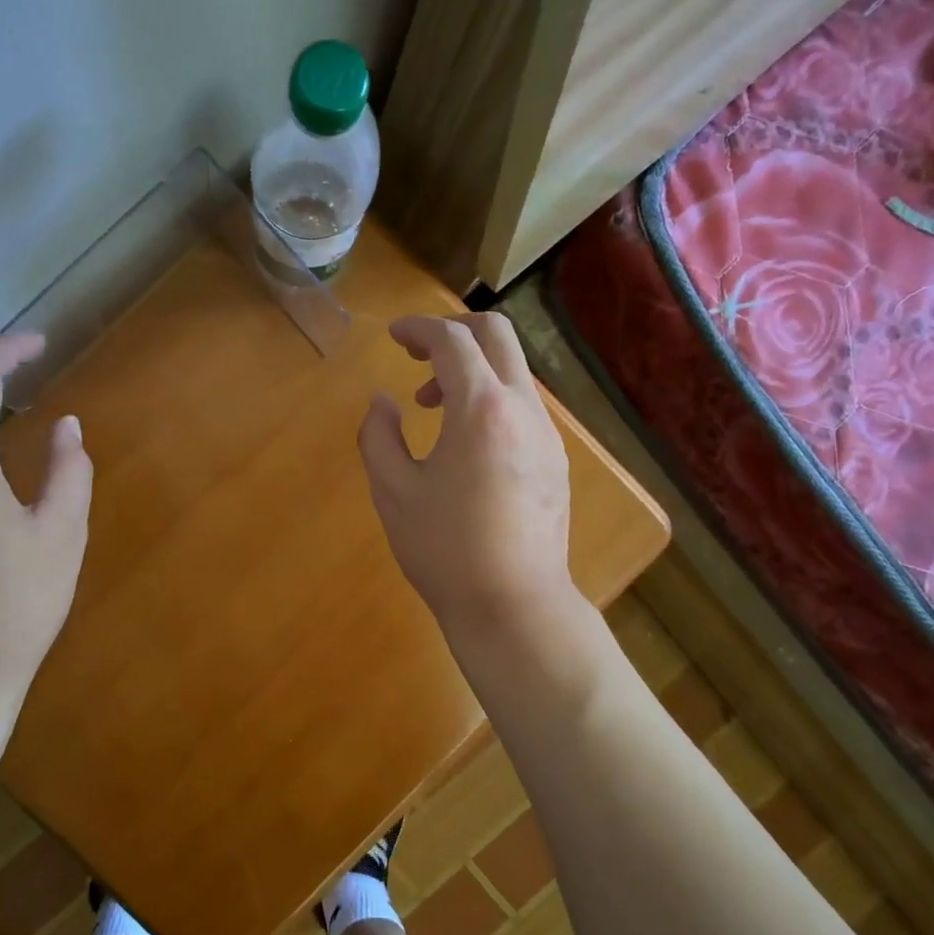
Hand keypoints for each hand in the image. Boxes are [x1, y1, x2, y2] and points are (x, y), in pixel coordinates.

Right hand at [358, 313, 575, 635]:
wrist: (513, 605)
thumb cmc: (445, 551)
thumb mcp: (393, 492)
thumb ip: (378, 436)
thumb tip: (383, 402)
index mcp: (481, 409)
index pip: (452, 341)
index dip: (419, 329)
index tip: (393, 336)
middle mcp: (523, 409)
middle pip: (496, 336)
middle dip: (453, 332)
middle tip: (416, 355)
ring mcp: (546, 434)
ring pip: (512, 372)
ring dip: (471, 371)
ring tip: (432, 408)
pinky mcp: (555, 460)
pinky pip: (522, 406)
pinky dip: (490, 400)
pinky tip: (465, 442)